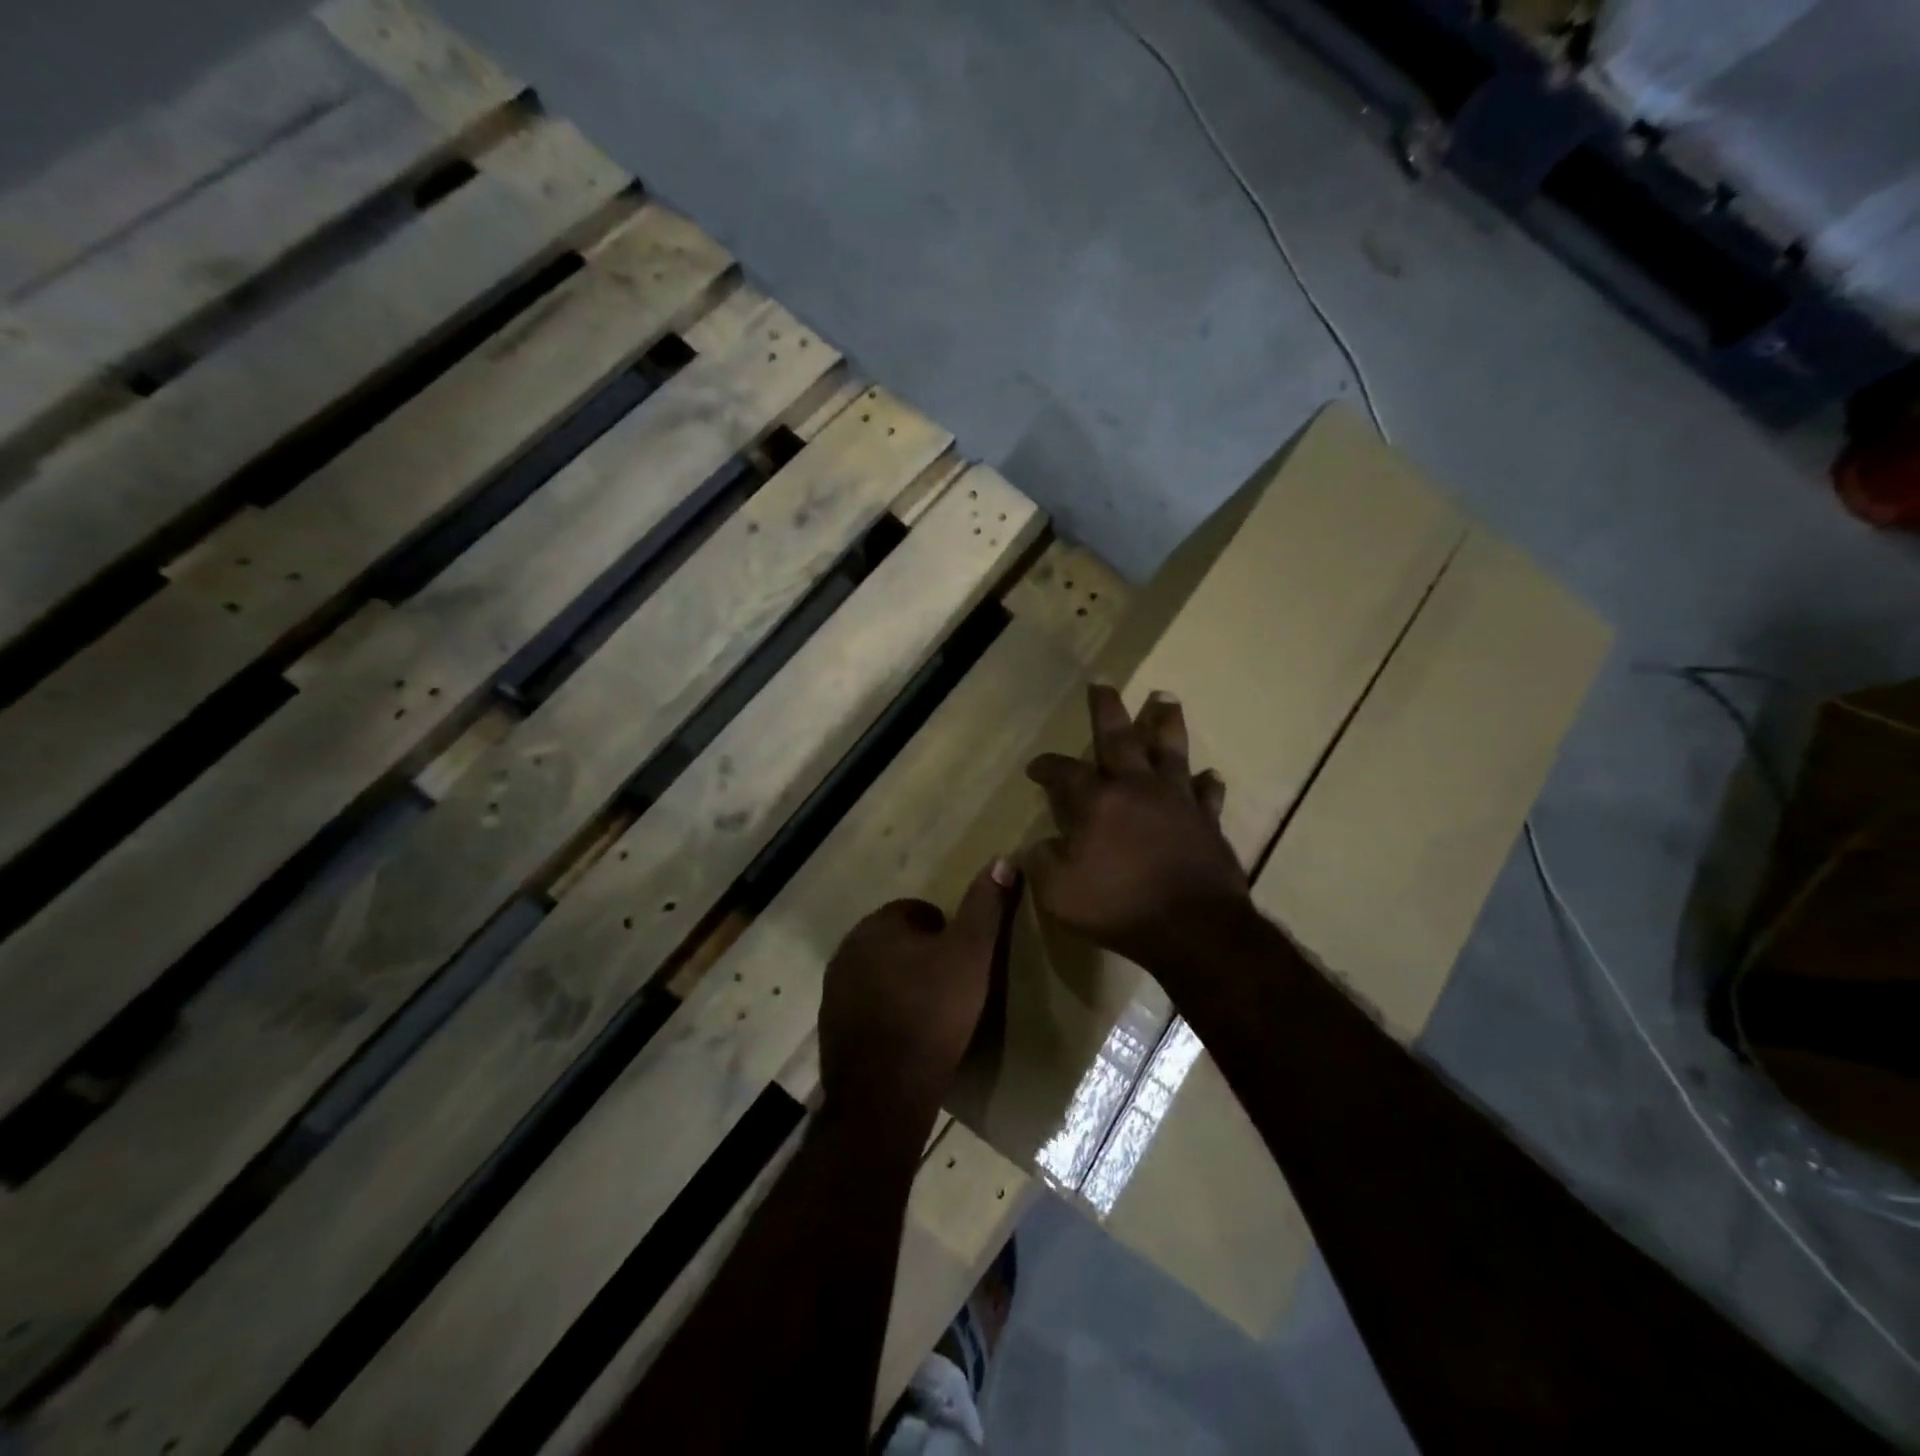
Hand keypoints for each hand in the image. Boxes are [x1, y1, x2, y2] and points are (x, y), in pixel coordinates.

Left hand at [818, 860, 1017, 1127]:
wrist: (885, 1092)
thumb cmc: (933, 1014)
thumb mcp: (972, 955)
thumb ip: (985, 906)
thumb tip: (1002, 859)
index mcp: (878, 925)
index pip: (918, 911)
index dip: (947, 934)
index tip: (965, 964)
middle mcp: (848, 948)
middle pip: (897, 941)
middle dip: (923, 957)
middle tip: (953, 988)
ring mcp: (835, 989)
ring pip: (880, 973)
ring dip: (903, 984)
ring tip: (933, 1014)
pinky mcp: (831, 1025)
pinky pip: (867, 1005)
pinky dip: (886, 1012)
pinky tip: (907, 1036)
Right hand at [1024, 685, 1248, 969]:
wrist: (1194, 929)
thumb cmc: (1119, 907)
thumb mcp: (1058, 893)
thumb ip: (1042, 864)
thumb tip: (1038, 847)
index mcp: (1097, 801)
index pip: (1064, 772)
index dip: (1047, 766)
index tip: (1036, 768)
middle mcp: (1137, 788)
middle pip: (1119, 738)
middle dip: (1107, 711)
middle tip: (1103, 686)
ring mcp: (1177, 801)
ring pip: (1171, 751)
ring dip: (1166, 724)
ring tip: (1166, 700)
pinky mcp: (1208, 822)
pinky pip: (1208, 794)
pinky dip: (1208, 783)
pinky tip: (1210, 774)